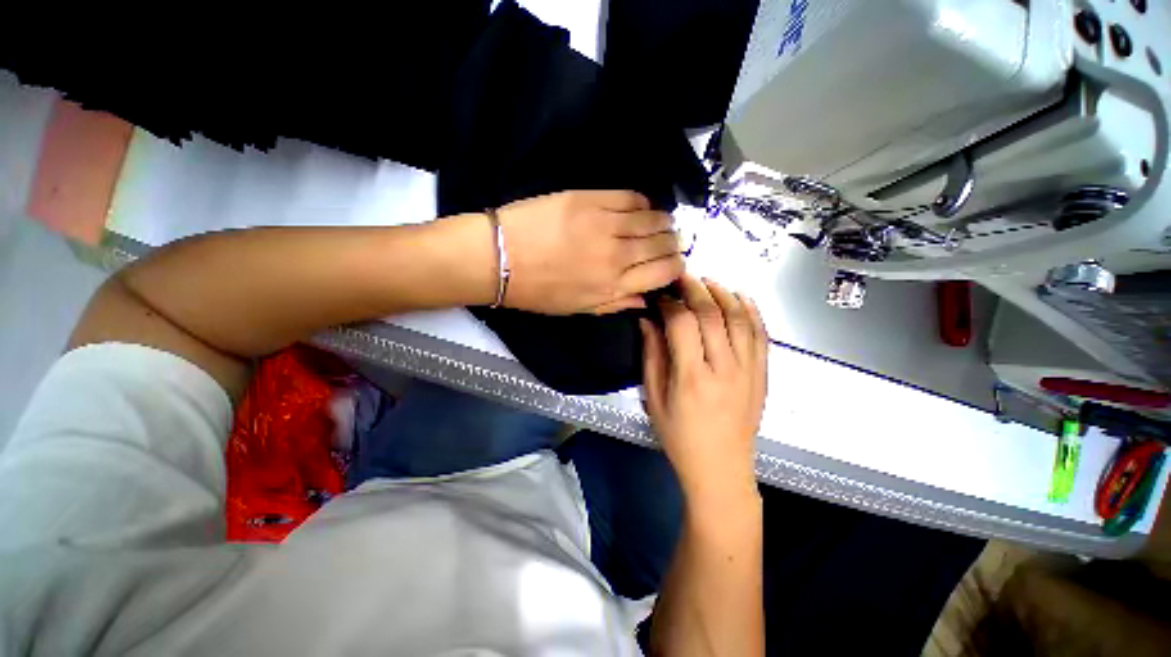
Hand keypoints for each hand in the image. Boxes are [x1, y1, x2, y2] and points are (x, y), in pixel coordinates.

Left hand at [496, 190, 683, 314]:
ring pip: (653, 219)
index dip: (676, 266)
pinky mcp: (590, 199)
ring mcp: (604, 224)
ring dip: (664, 221)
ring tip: (662, 223)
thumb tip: (646, 299)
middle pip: (663, 243)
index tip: (674, 262)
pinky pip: (630, 197)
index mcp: (613, 285)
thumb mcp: (578, 309)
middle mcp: (617, 255)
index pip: (664, 272)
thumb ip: (616, 304)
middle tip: (670, 241)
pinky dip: (643, 203)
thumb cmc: (538, 291)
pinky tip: (642, 208)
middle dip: (673, 243)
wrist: (501, 258)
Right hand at [641, 275, 767, 500]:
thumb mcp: (654, 399)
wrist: (721, 468)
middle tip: (682, 277)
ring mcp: (749, 370)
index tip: (660, 295)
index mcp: (692, 378)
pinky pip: (761, 334)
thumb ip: (651, 356)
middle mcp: (724, 369)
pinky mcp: (762, 374)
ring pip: (740, 318)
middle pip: (712, 314)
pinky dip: (752, 311)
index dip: (669, 303)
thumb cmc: (680, 436)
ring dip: (723, 294)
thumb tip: (648, 321)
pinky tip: (740, 296)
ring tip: (708, 281)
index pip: (682, 324)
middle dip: (695, 289)